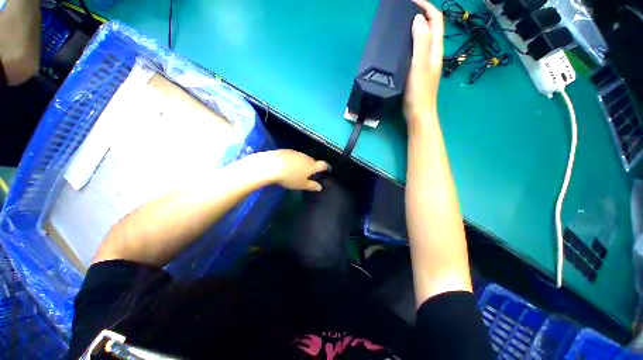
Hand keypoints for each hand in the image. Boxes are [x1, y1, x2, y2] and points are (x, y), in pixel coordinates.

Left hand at [255, 150, 329, 191]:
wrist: (272, 166)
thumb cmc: (290, 177)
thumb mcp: (301, 185)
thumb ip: (312, 186)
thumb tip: (320, 187)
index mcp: (312, 166)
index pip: (323, 165)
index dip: (326, 167)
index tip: (326, 170)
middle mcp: (306, 157)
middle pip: (312, 161)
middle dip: (312, 166)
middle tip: (308, 173)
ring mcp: (296, 153)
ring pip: (303, 158)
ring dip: (302, 162)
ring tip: (296, 170)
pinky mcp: (287, 151)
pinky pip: (293, 156)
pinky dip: (293, 160)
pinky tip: (287, 165)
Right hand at [404, 0, 443, 125]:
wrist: (418, 113)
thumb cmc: (419, 92)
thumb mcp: (420, 66)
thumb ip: (421, 43)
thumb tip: (418, 19)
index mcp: (435, 50)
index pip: (436, 20)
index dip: (426, 7)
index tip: (411, 1)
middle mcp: (433, 53)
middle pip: (431, 27)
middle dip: (421, 14)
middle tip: (404, 12)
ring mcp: (426, 63)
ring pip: (424, 39)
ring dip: (415, 28)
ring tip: (401, 26)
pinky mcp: (418, 72)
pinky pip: (416, 51)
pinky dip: (410, 43)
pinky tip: (401, 47)